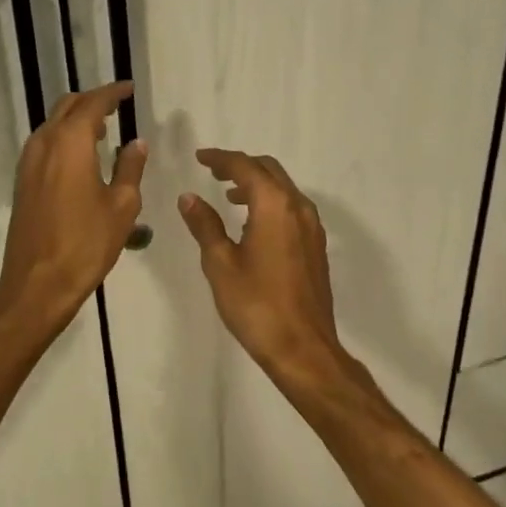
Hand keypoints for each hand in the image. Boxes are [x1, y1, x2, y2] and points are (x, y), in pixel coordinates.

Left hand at [0, 82, 145, 337]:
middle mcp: (44, 143)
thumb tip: (136, 143)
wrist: (37, 282)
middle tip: (117, 106)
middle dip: (92, 101)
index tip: (129, 89)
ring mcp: (28, 162)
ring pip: (53, 124)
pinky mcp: (23, 180)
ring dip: (76, 119)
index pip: (93, 103)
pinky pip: (45, 144)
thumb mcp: (121, 205)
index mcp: (70, 142)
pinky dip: (64, 138)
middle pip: (67, 106)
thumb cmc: (86, 243)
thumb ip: (129, 168)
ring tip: (103, 129)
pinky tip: (82, 156)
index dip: (113, 93)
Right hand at [178, 148, 343, 384]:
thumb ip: (205, 225)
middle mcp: (298, 207)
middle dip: (240, 166)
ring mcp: (312, 227)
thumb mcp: (220, 263)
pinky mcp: (316, 246)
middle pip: (269, 170)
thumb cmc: (256, 305)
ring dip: (257, 184)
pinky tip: (252, 223)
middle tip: (213, 171)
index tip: (200, 157)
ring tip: (229, 195)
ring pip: (283, 189)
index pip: (245, 166)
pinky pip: (291, 208)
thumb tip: (189, 197)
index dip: (220, 158)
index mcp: (274, 205)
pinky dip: (270, 202)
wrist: (303, 349)